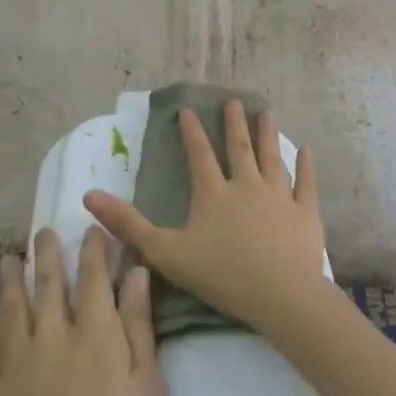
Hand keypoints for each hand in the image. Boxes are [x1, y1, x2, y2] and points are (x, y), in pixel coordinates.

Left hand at [0, 229, 166, 395]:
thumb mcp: (149, 391)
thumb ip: (139, 328)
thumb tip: (135, 273)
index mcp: (94, 333)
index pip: (92, 277)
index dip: (92, 249)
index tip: (91, 228)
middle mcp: (50, 337)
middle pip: (47, 284)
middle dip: (46, 254)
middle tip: (42, 232)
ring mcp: (14, 368)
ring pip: (10, 312)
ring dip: (9, 283)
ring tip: (8, 260)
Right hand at [84, 100, 327, 338]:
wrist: (281, 295)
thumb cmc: (222, 275)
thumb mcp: (166, 253)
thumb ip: (129, 225)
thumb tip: (89, 196)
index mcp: (213, 193)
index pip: (200, 155)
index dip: (192, 132)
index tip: (189, 110)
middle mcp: (247, 185)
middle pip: (239, 148)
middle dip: (234, 123)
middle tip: (234, 100)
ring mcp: (279, 196)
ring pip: (272, 158)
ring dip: (268, 134)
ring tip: (267, 112)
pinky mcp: (306, 213)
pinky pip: (305, 184)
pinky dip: (305, 166)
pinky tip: (306, 150)